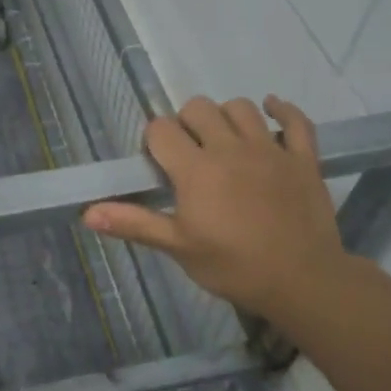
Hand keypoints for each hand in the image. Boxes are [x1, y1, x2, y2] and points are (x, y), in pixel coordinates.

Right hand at [83, 96, 353, 328]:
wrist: (303, 282)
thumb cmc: (233, 267)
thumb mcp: (178, 248)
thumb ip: (134, 223)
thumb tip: (88, 213)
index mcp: (196, 169)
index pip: (162, 130)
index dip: (154, 142)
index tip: (159, 164)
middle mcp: (230, 148)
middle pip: (198, 108)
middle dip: (186, 123)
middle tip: (189, 153)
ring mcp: (270, 149)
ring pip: (241, 107)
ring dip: (226, 116)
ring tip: (224, 140)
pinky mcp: (303, 158)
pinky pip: (295, 120)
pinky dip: (282, 111)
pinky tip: (271, 111)